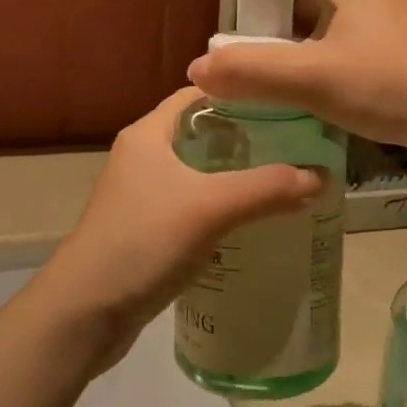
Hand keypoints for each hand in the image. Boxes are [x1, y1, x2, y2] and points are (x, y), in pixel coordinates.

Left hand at [30, 87, 321, 372]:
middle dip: (246, 139)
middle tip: (295, 146)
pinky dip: (221, 210)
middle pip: (201, 135)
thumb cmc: (143, 242)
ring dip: (235, 177)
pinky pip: (192, 208)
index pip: (197, 95)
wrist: (84, 313)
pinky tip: (252, 224)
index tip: (285, 104)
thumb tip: (321, 176)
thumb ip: (266, 188)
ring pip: (198, 174)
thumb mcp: (210, 208)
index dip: (239, 93)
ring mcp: (142, 197)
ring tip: (283, 182)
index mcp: (148, 134)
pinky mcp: (146, 231)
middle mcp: (142, 157)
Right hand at [188, 0, 406, 154]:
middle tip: (260, 73)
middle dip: (278, 32)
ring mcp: (394, 8)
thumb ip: (251, 73)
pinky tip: (335, 91)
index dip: (253, 7)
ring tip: (292, 86)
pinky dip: (338, 59)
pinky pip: (358, 39)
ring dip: (308, 49)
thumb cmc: (388, 84)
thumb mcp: (312, 81)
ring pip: (332, 21)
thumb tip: (196, 70)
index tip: (240, 47)